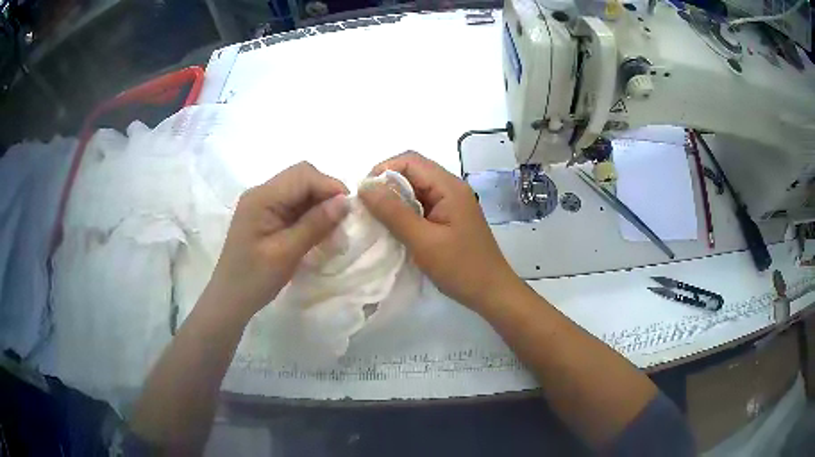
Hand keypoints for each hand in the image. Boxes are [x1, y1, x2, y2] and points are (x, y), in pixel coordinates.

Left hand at [203, 162, 349, 320]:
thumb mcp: (286, 253)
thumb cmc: (254, 279)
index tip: (350, 211)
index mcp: (261, 198)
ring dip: (320, 205)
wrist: (230, 299)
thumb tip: (345, 202)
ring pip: (301, 190)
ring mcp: (263, 203)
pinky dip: (311, 214)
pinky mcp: (267, 215)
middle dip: (326, 194)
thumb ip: (315, 224)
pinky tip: (318, 232)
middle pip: (302, 177)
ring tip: (333, 230)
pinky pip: (295, 205)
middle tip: (341, 221)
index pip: (303, 175)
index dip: (330, 186)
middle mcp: (262, 193)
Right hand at [358, 152, 520, 310]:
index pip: (410, 160)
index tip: (363, 194)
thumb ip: (393, 212)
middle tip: (366, 209)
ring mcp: (450, 204)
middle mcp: (450, 188)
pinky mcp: (448, 218)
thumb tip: (364, 185)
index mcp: (449, 187)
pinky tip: (392, 228)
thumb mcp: (423, 241)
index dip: (383, 170)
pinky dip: (404, 212)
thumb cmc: (460, 268)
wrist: (491, 292)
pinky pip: (421, 206)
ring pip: (415, 190)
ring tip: (375, 219)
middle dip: (386, 185)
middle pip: (412, 172)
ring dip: (393, 200)